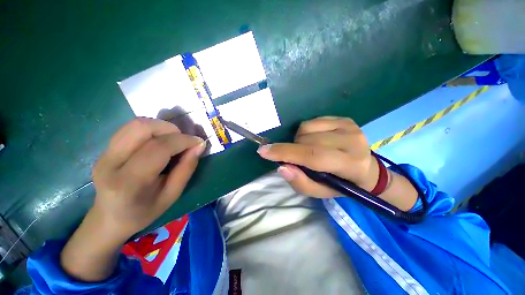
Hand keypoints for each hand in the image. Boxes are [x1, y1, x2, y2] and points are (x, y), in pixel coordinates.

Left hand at [91, 117, 205, 239]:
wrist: (109, 219)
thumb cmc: (144, 212)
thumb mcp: (172, 194)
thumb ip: (186, 168)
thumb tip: (199, 145)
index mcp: (129, 182)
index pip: (158, 148)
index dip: (183, 140)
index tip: (199, 142)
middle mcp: (110, 162)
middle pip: (142, 128)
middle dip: (170, 129)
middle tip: (183, 141)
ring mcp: (104, 153)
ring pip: (135, 124)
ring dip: (161, 127)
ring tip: (172, 140)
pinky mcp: (105, 149)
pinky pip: (131, 128)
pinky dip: (152, 130)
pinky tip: (159, 142)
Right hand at [257, 116, 378, 197]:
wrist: (365, 169)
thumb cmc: (341, 184)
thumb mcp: (320, 191)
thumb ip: (301, 182)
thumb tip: (282, 167)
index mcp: (350, 165)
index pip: (313, 156)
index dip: (286, 153)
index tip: (263, 151)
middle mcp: (353, 142)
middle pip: (307, 140)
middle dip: (293, 149)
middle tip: (297, 158)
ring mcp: (349, 126)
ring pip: (306, 128)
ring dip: (299, 140)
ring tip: (307, 149)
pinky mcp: (344, 119)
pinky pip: (312, 121)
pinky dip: (306, 132)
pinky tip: (314, 140)